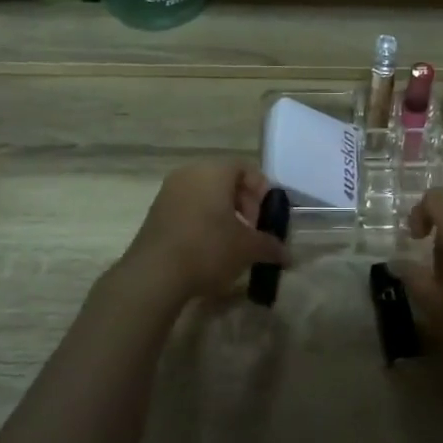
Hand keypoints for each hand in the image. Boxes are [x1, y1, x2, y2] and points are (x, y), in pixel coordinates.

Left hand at [121, 161, 288, 304]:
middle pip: (225, 180)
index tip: (265, 218)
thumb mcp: (247, 248)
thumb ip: (270, 246)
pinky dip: (202, 221)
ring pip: (205, 194)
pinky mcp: (155, 212)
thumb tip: (288, 255)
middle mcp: (190, 173)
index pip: (245, 168)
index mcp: (214, 171)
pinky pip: (187, 207)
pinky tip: (207, 249)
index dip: (261, 191)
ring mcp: (168, 191)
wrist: (154, 274)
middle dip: (243, 204)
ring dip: (222, 214)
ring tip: (231, 243)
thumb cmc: (208, 248)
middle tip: (251, 231)